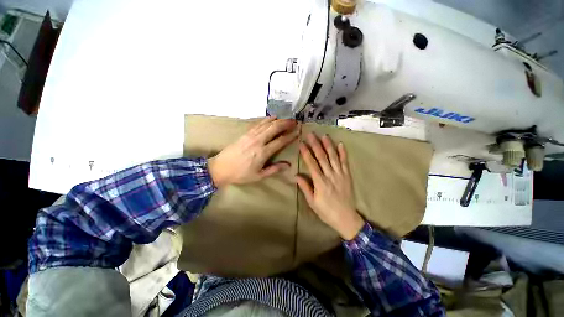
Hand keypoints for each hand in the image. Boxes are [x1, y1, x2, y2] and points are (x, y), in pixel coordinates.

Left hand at [208, 117, 298, 186]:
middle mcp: (258, 141)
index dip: (290, 136)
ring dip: (278, 120)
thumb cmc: (241, 174)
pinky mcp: (245, 133)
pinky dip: (267, 119)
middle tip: (295, 122)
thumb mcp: (259, 175)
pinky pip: (258, 123)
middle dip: (286, 123)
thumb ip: (274, 169)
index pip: (280, 141)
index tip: (298, 132)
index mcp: (263, 152)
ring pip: (267, 124)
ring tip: (287, 118)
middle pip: (275, 128)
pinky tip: (272, 117)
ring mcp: (251, 135)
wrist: (221, 168)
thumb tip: (288, 165)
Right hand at [296, 133, 364, 239]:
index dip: (306, 152)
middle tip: (311, 134)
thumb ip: (305, 187)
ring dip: (328, 145)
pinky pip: (345, 162)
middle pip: (322, 157)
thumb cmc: (326, 211)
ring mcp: (340, 174)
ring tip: (324, 135)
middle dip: (316, 144)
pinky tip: (340, 144)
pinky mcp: (347, 176)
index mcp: (320, 182)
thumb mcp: (312, 202)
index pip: (311, 163)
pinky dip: (343, 153)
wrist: (345, 218)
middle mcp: (330, 175)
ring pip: (333, 157)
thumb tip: (296, 176)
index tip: (302, 143)